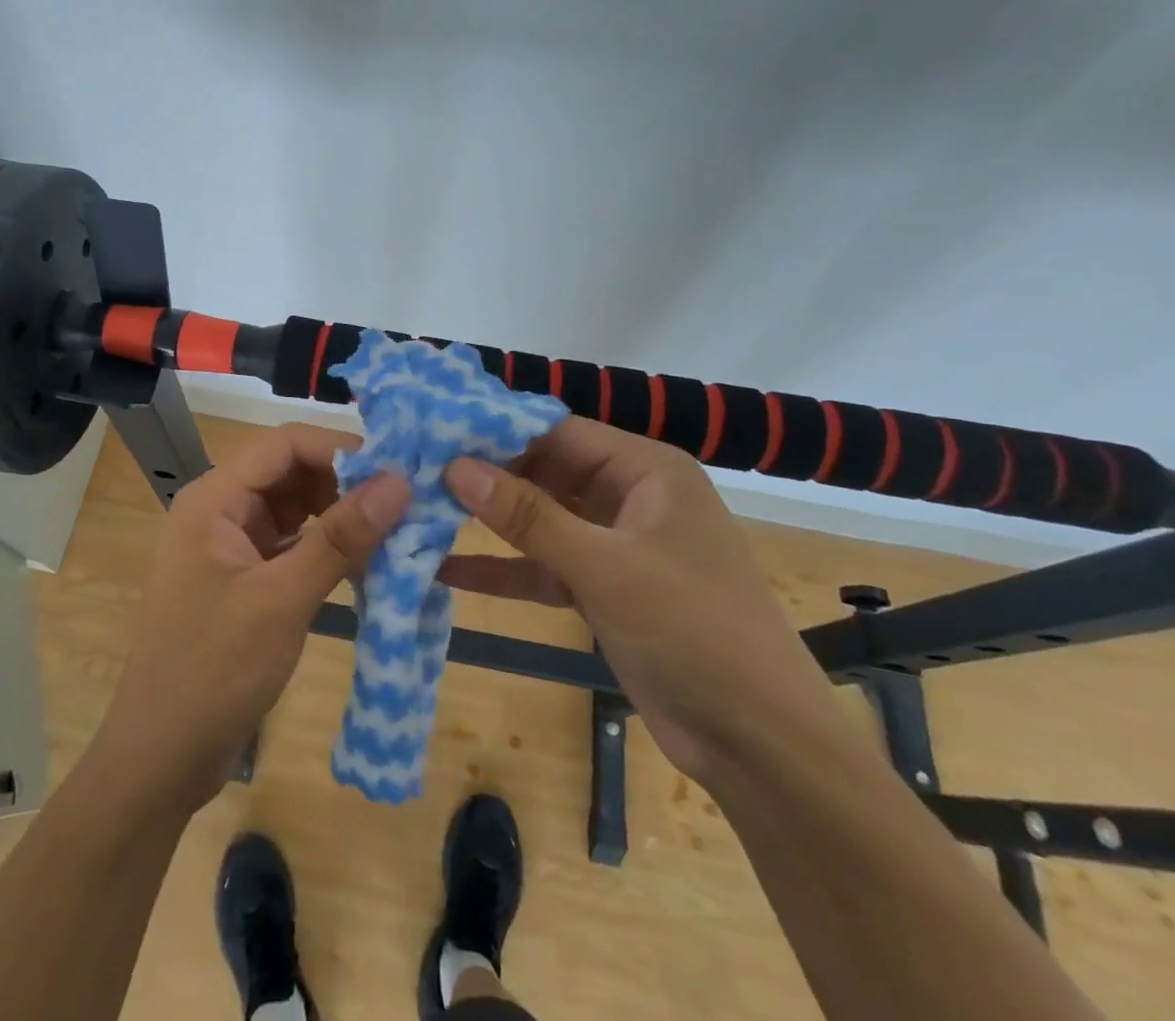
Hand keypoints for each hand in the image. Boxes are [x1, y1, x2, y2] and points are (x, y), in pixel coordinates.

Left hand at [88, 423, 410, 813]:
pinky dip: (325, 548)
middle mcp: (219, 510)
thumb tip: (399, 482)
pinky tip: (364, 564)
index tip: (396, 472)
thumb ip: (341, 538)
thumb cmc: (213, 672)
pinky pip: (290, 544)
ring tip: (393, 533)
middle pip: (290, 472)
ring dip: (339, 516)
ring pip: (294, 508)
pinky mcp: (242, 578)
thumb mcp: (282, 600)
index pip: (284, 444)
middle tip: (403, 506)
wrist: (160, 759)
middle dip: (345, 484)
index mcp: (214, 499)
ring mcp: (229, 545)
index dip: (340, 450)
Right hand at [442, 418, 840, 779]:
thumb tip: (455, 466)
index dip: (497, 430)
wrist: (759, 745)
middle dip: (486, 476)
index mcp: (646, 470)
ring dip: (489, 523)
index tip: (433, 431)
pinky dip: (504, 569)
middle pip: (545, 472)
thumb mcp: (604, 566)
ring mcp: (615, 545)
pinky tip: (446, 569)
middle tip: (414, 471)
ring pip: (540, 520)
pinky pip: (544, 566)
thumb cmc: (692, 630)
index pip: (558, 430)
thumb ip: (527, 515)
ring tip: (419, 511)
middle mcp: (629, 496)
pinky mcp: (603, 589)